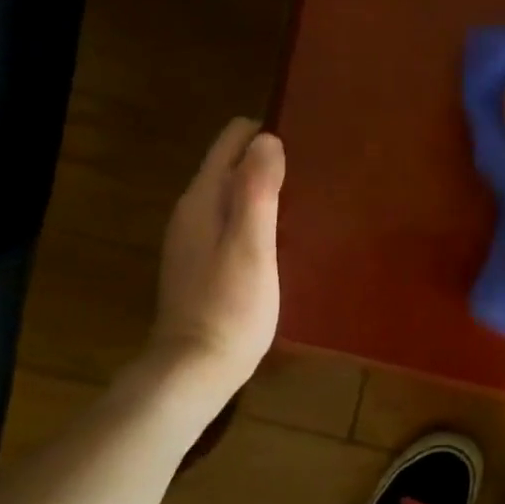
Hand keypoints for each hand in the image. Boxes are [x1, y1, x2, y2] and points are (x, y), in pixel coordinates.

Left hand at [151, 117, 284, 386]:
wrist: (195, 369)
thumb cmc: (230, 306)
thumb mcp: (252, 244)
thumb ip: (257, 190)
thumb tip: (267, 138)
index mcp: (202, 199)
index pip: (230, 143)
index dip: (263, 134)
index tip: (302, 140)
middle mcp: (192, 212)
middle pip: (230, 166)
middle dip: (265, 159)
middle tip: (312, 169)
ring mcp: (194, 240)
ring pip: (231, 195)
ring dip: (262, 188)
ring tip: (305, 195)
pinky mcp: (203, 264)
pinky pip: (231, 221)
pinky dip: (255, 215)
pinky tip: (281, 234)